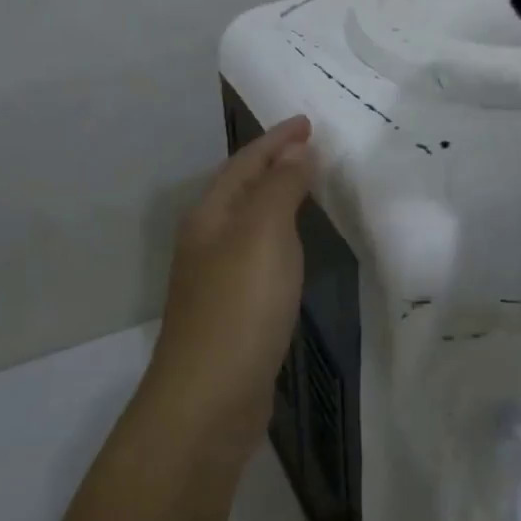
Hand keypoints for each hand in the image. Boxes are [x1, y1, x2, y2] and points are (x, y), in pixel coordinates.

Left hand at [150, 115, 315, 455]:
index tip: (308, 122)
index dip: (277, 140)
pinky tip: (295, 247)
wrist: (210, 398)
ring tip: (308, 185)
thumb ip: (280, 189)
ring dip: (277, 199)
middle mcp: (208, 241)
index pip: (245, 163)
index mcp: (210, 216)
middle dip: (275, 163)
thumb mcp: (263, 235)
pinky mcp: (233, 310)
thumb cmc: (239, 306)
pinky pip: (259, 255)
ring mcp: (217, 278)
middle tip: (313, 147)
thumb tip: (296, 151)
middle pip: (243, 189)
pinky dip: (280, 237)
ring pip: (250, 222)